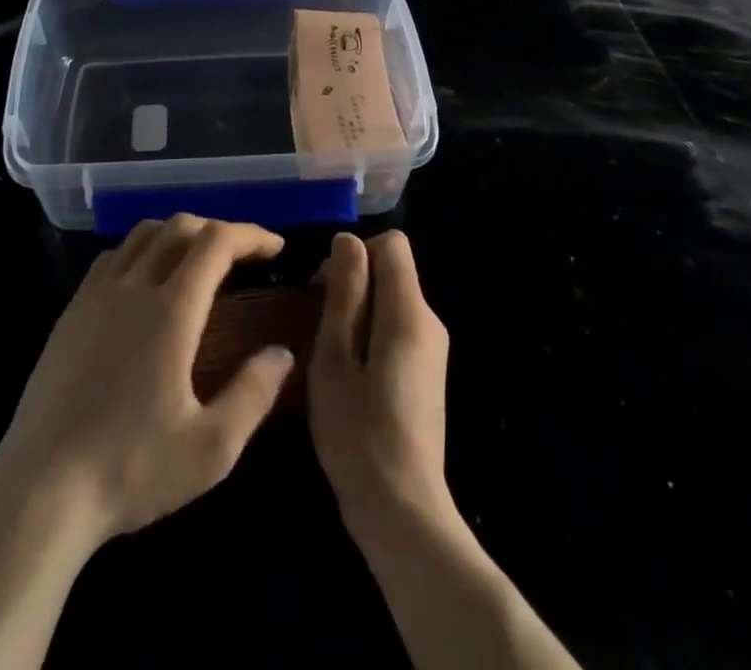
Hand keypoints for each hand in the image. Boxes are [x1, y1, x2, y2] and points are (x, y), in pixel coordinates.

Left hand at [0, 214, 296, 552]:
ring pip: (142, 234)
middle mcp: (133, 286)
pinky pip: (112, 257)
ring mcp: (95, 295)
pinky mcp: (70, 312)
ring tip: (198, 260)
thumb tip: (282, 353)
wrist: (40, 490)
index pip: (216, 242)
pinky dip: (141, 250)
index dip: (250, 235)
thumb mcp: (210, 449)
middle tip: (244, 256)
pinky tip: (146, 281)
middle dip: (218, 229)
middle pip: (180, 227)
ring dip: (178, 234)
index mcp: (171, 310)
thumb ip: (253, 394)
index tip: (276, 247)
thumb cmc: (131, 469)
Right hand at [308, 231, 454, 542]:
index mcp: (409, 312)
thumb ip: (345, 292)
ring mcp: (433, 350)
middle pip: (392, 271)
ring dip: (358, 311)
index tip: (325, 287)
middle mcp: (429, 322)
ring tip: (329, 352)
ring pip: (392, 300)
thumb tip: (347, 240)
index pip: (391, 244)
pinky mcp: (428, 373)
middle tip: (318, 324)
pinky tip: (350, 373)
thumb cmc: (358, 431)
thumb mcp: (335, 356)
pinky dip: (371, 334)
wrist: (402, 511)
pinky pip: (397, 328)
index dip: (355, 252)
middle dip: (353, 283)